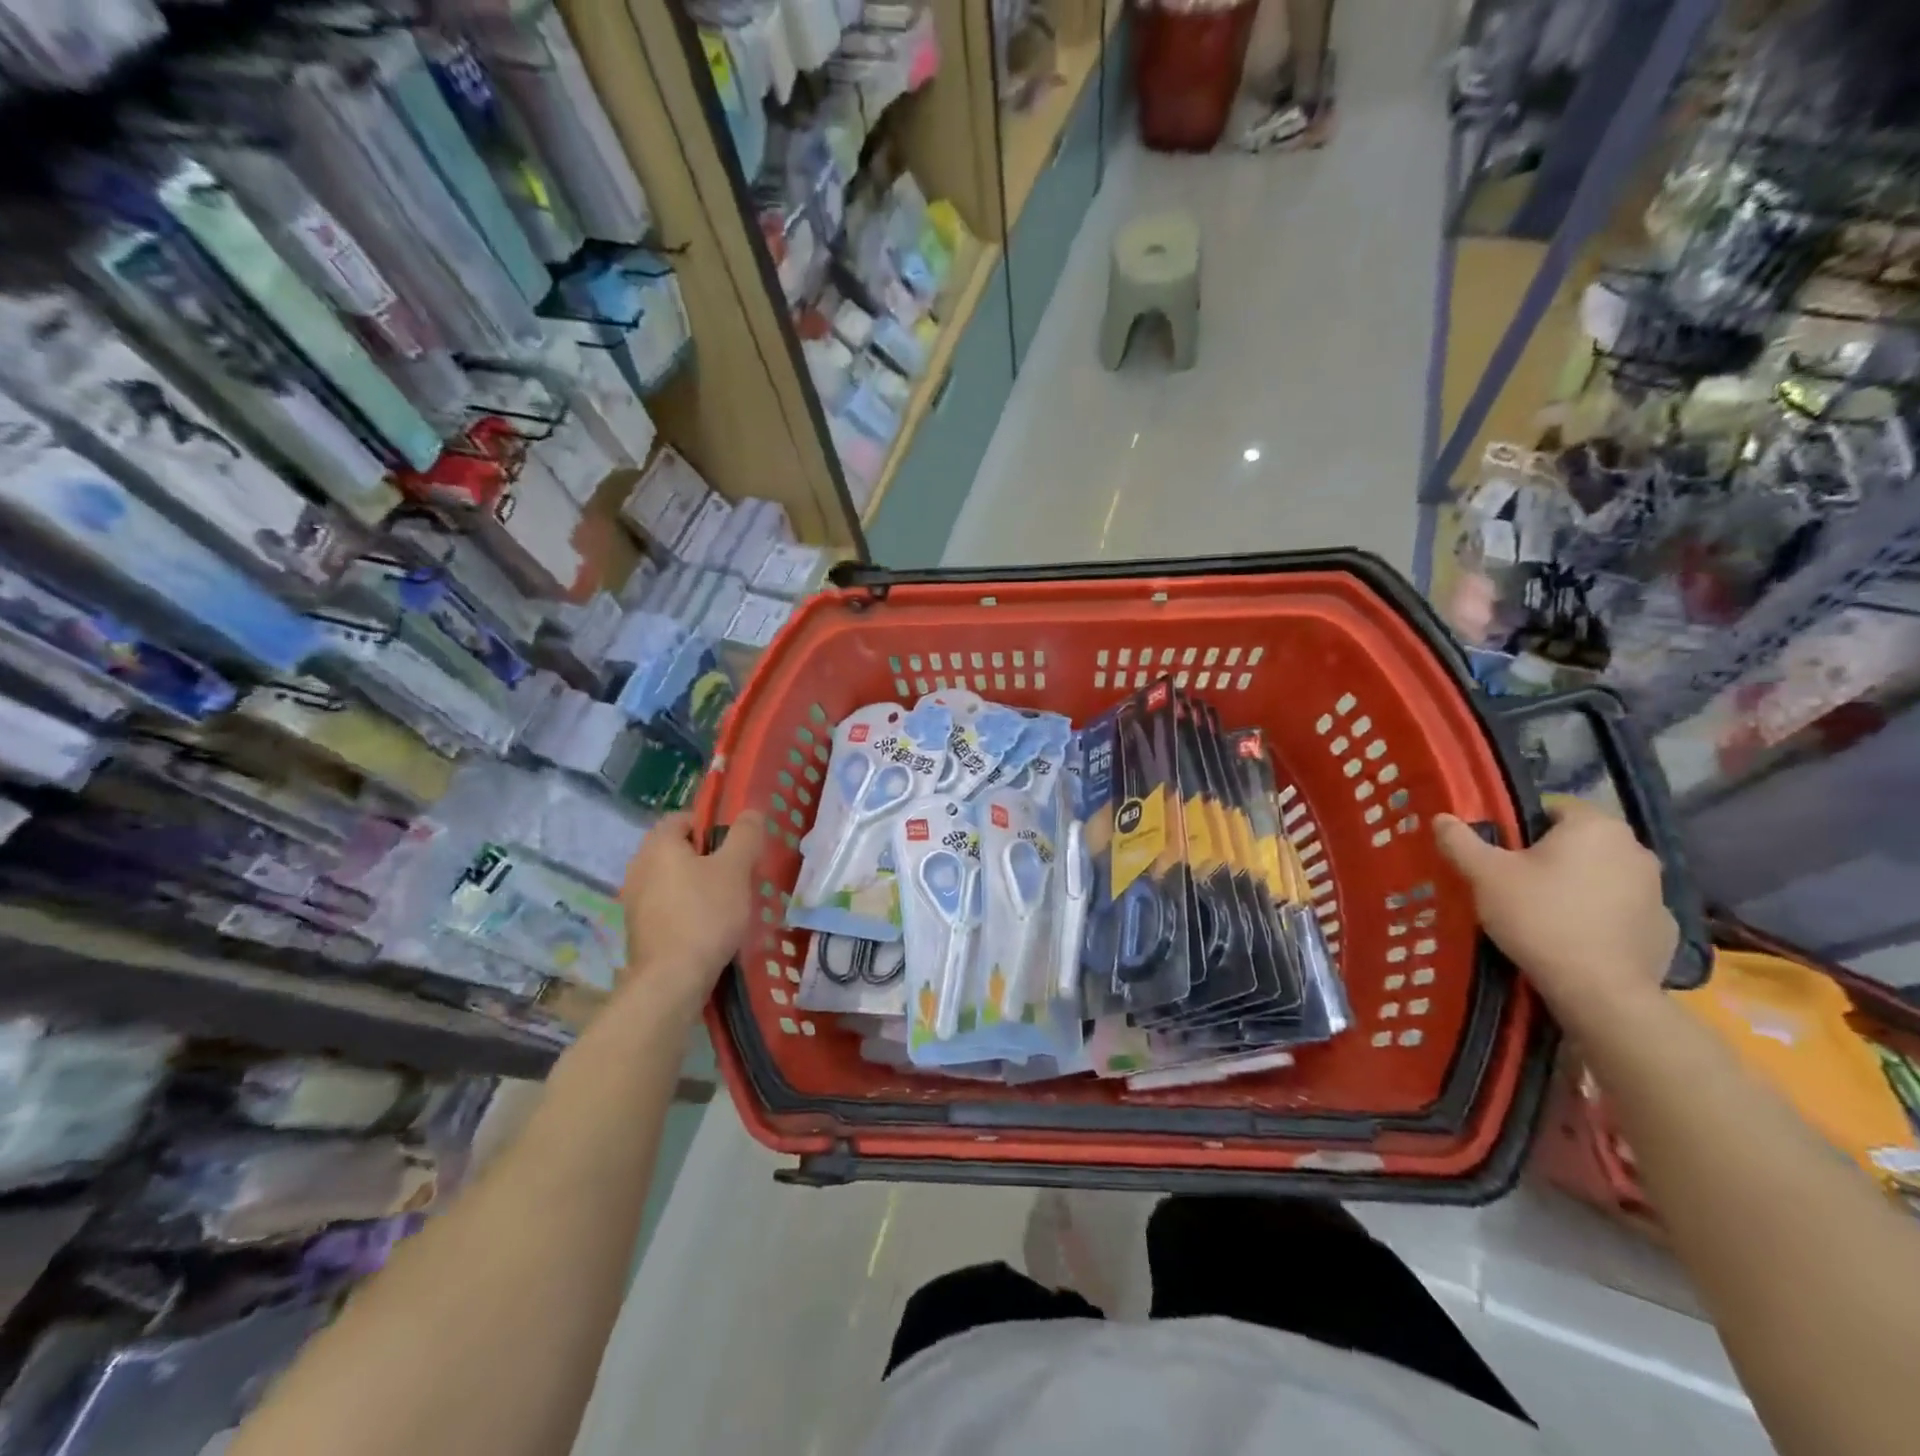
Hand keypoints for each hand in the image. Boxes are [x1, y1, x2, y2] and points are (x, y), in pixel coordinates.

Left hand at [619, 811, 766, 1020]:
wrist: (672, 980)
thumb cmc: (705, 914)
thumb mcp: (735, 869)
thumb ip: (745, 836)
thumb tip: (750, 813)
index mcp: (658, 845)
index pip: (683, 818)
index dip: (712, 825)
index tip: (736, 846)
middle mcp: (638, 867)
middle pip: (677, 850)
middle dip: (707, 858)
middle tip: (737, 874)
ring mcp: (634, 901)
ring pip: (673, 880)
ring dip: (697, 886)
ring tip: (727, 904)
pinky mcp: (639, 930)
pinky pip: (667, 907)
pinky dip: (687, 910)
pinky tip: (708, 928)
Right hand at [1433, 799, 1675, 1025]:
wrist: (1598, 989)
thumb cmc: (1538, 916)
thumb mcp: (1484, 874)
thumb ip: (1460, 840)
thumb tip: (1442, 818)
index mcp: (1595, 826)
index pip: (1553, 808)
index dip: (1521, 827)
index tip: (1500, 853)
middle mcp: (1635, 849)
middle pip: (1579, 842)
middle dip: (1550, 856)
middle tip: (1514, 882)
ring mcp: (1657, 890)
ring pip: (1602, 874)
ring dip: (1577, 884)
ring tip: (1543, 912)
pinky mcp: (1664, 927)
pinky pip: (1622, 909)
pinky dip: (1600, 915)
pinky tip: (1574, 936)